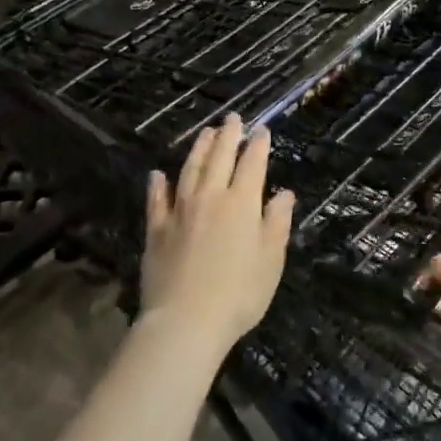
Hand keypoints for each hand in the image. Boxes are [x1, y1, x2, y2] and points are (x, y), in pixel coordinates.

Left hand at [140, 115, 294, 351]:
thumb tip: (284, 193)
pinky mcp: (156, 231)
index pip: (252, 164)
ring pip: (189, 171)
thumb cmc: (239, 293)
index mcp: (242, 203)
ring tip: (205, 133)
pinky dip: (158, 185)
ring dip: (198, 150)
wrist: (185, 322)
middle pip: (219, 159)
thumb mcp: (271, 259)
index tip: (262, 130)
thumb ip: (277, 222)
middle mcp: (210, 198)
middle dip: (228, 136)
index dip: (258, 145)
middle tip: (232, 118)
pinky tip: (158, 174)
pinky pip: (157, 200)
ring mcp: (179, 212)